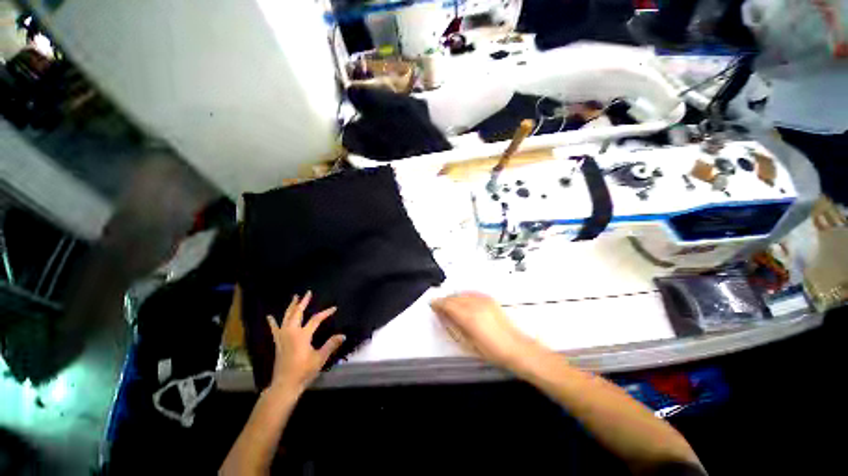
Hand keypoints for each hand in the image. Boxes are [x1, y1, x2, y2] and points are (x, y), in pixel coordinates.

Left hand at [266, 291, 345, 393]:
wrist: (285, 385)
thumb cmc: (303, 371)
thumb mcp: (320, 358)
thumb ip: (331, 345)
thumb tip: (343, 335)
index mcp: (302, 335)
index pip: (316, 319)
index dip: (325, 313)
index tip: (334, 308)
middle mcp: (291, 332)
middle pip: (298, 313)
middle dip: (303, 303)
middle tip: (307, 293)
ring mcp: (283, 337)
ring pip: (286, 318)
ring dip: (291, 307)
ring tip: (294, 298)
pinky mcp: (278, 342)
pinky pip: (275, 329)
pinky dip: (273, 322)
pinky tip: (270, 317)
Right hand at [430, 291, 541, 370]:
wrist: (515, 347)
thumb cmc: (491, 351)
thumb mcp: (467, 342)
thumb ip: (453, 326)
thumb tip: (442, 315)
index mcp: (469, 316)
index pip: (448, 304)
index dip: (438, 303)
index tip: (432, 304)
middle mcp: (475, 304)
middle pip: (454, 297)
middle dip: (445, 301)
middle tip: (439, 307)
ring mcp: (484, 300)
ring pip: (462, 294)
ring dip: (454, 298)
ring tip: (450, 305)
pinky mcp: (490, 299)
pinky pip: (472, 293)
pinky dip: (464, 296)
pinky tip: (463, 302)